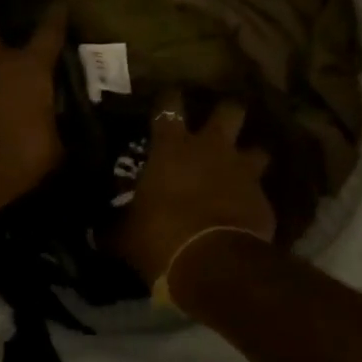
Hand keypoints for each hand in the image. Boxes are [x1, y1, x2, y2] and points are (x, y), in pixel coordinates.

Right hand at [112, 91, 276, 286]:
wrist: (213, 263)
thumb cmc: (161, 237)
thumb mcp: (126, 234)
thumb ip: (115, 225)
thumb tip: (97, 232)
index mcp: (172, 147)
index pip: (169, 106)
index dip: (169, 100)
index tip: (169, 98)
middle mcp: (212, 148)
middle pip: (229, 110)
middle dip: (227, 113)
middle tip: (220, 124)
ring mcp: (242, 171)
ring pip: (257, 149)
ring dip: (250, 157)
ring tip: (243, 169)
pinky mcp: (263, 199)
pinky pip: (261, 191)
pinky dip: (254, 199)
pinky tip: (247, 212)